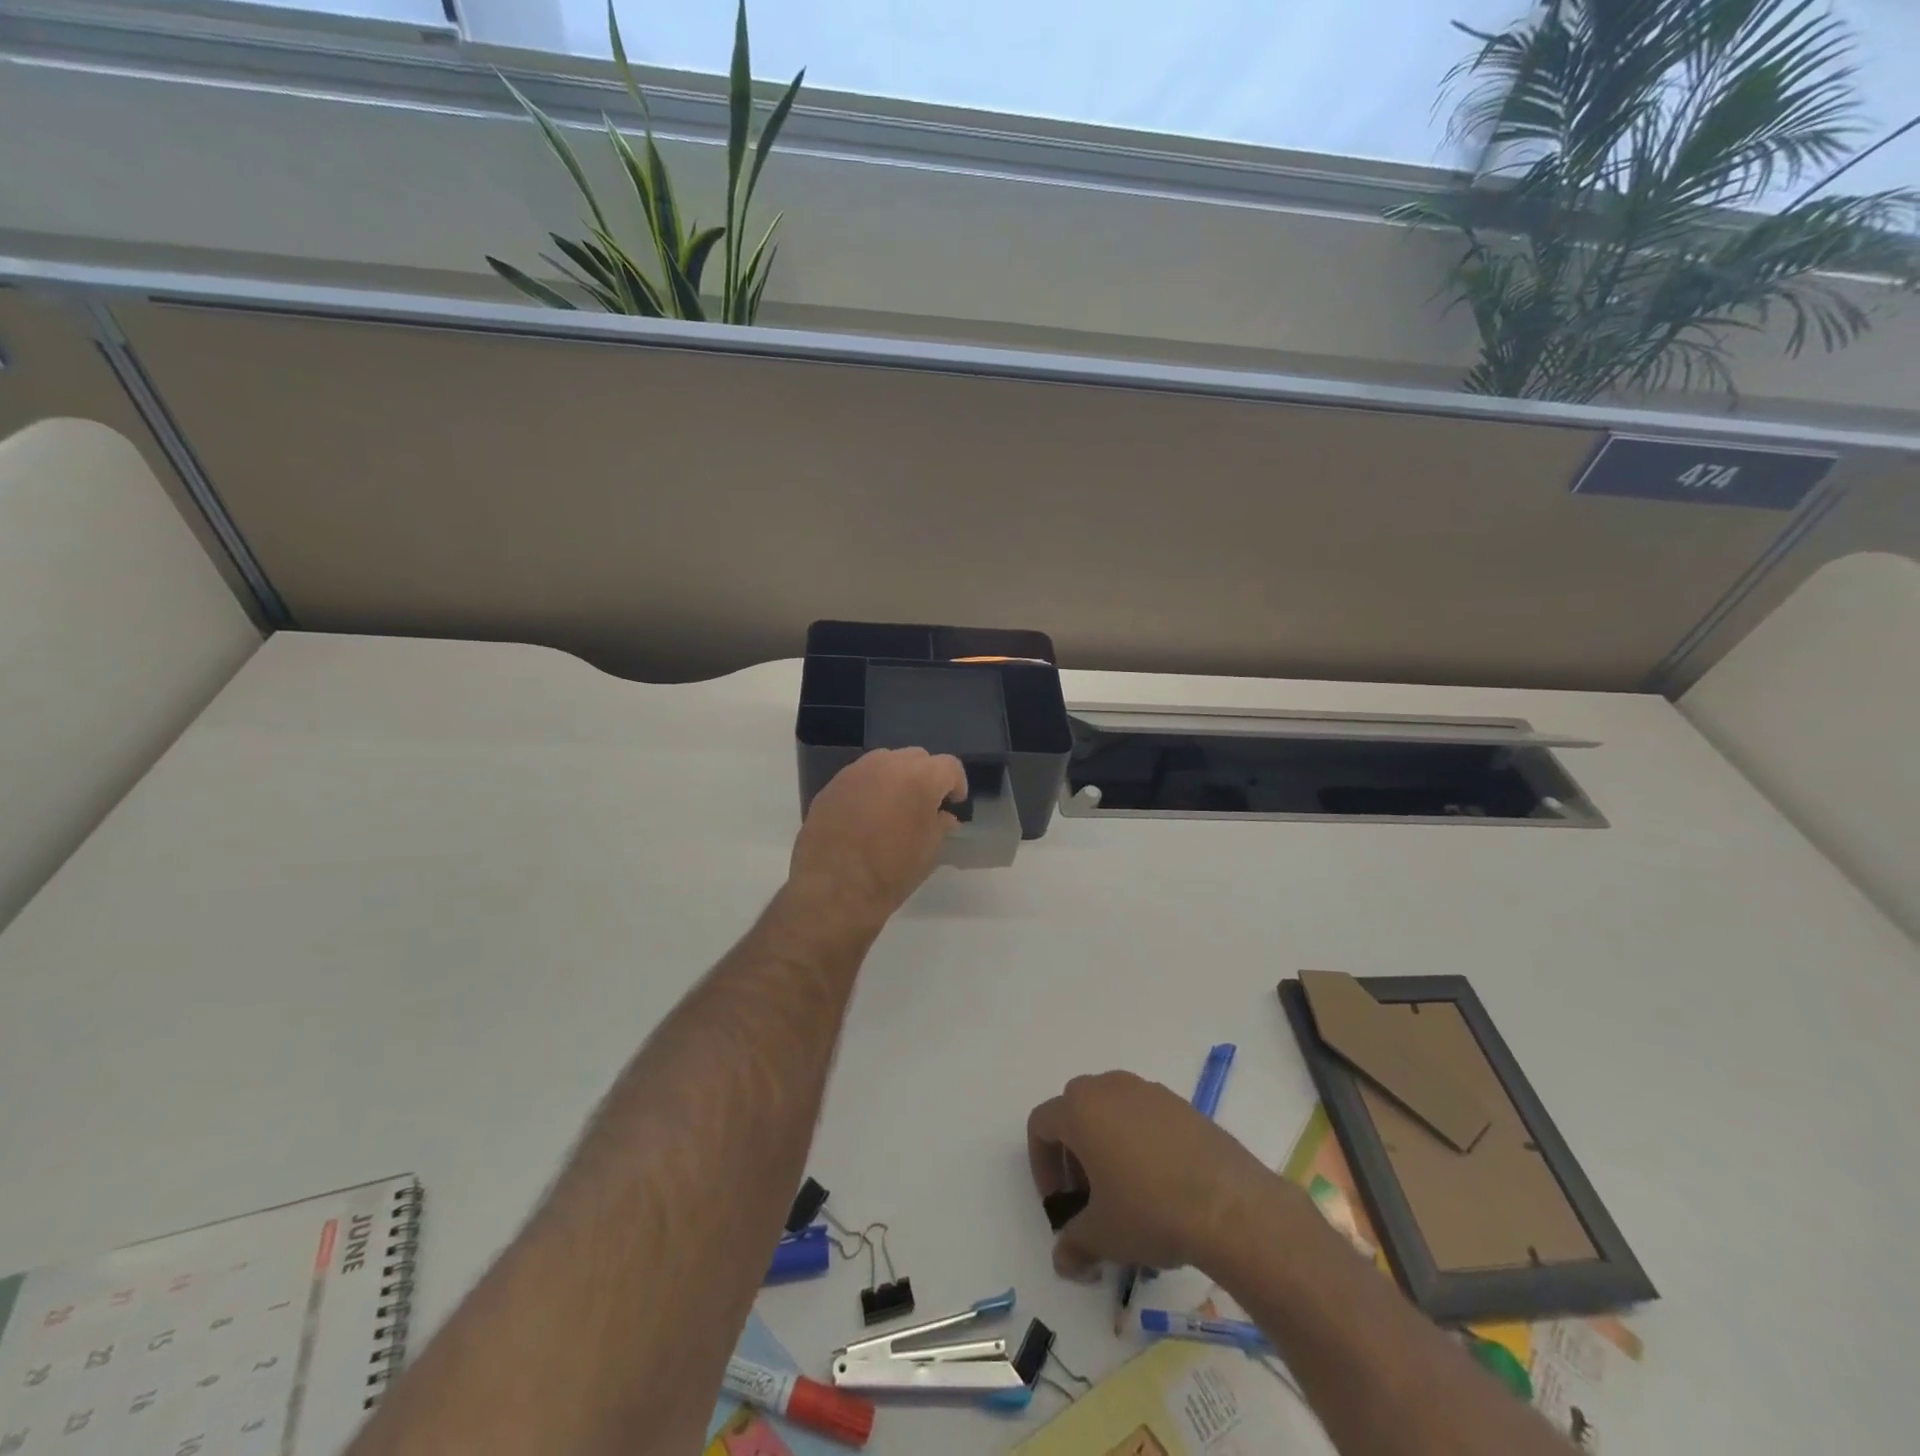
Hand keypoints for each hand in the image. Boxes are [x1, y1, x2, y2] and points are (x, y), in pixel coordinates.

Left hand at [788, 748, 967, 928]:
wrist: (836, 888)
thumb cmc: (893, 871)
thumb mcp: (929, 850)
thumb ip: (940, 824)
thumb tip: (943, 816)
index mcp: (921, 777)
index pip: (949, 766)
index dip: (956, 784)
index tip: (953, 804)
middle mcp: (888, 764)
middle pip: (916, 758)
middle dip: (925, 777)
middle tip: (923, 805)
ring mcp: (856, 772)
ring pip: (885, 763)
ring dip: (895, 779)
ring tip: (893, 808)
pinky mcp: (831, 785)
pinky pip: (859, 778)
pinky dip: (869, 790)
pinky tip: (864, 817)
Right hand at [1027, 1072, 1274, 1278]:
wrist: (1228, 1204)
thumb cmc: (1149, 1211)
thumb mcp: (1103, 1236)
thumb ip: (1074, 1244)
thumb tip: (1063, 1260)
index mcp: (1080, 1109)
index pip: (1042, 1125)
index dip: (1042, 1166)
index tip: (1060, 1204)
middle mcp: (1109, 1088)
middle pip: (1075, 1110)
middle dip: (1073, 1152)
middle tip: (1088, 1196)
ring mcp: (1148, 1090)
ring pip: (1111, 1109)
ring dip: (1106, 1143)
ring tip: (1125, 1191)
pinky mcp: (1180, 1103)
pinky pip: (1144, 1115)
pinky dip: (1140, 1140)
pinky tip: (1160, 1183)